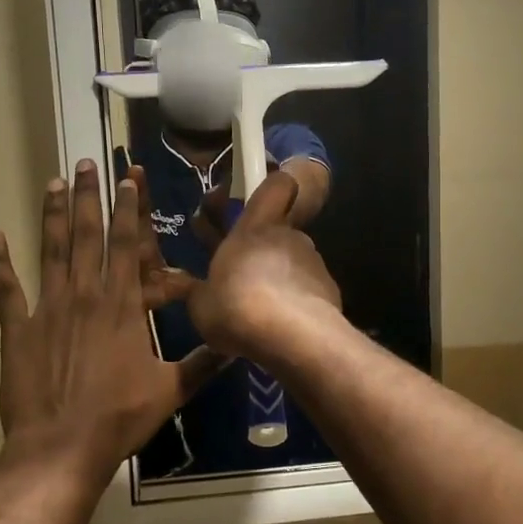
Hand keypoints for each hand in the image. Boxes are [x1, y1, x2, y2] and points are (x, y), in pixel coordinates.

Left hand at [0, 162, 222, 484]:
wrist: (61, 448)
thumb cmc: (120, 417)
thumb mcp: (171, 390)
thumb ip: (203, 363)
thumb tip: (237, 345)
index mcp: (122, 305)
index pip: (128, 245)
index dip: (128, 209)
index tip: (127, 179)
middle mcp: (85, 295)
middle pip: (87, 236)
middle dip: (89, 197)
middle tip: (86, 164)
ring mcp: (48, 309)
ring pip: (50, 251)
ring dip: (51, 215)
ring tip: (53, 182)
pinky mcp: (18, 329)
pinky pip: (5, 290)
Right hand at [188, 169, 343, 361]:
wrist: (293, 337)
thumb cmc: (236, 306)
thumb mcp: (201, 304)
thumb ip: (199, 291)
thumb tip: (192, 289)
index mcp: (255, 227)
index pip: (276, 186)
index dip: (271, 188)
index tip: (258, 201)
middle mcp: (289, 236)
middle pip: (279, 232)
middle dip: (264, 251)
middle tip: (244, 280)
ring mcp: (314, 262)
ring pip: (294, 263)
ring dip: (280, 280)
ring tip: (262, 313)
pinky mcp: (330, 291)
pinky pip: (309, 290)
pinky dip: (297, 304)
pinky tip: (283, 329)